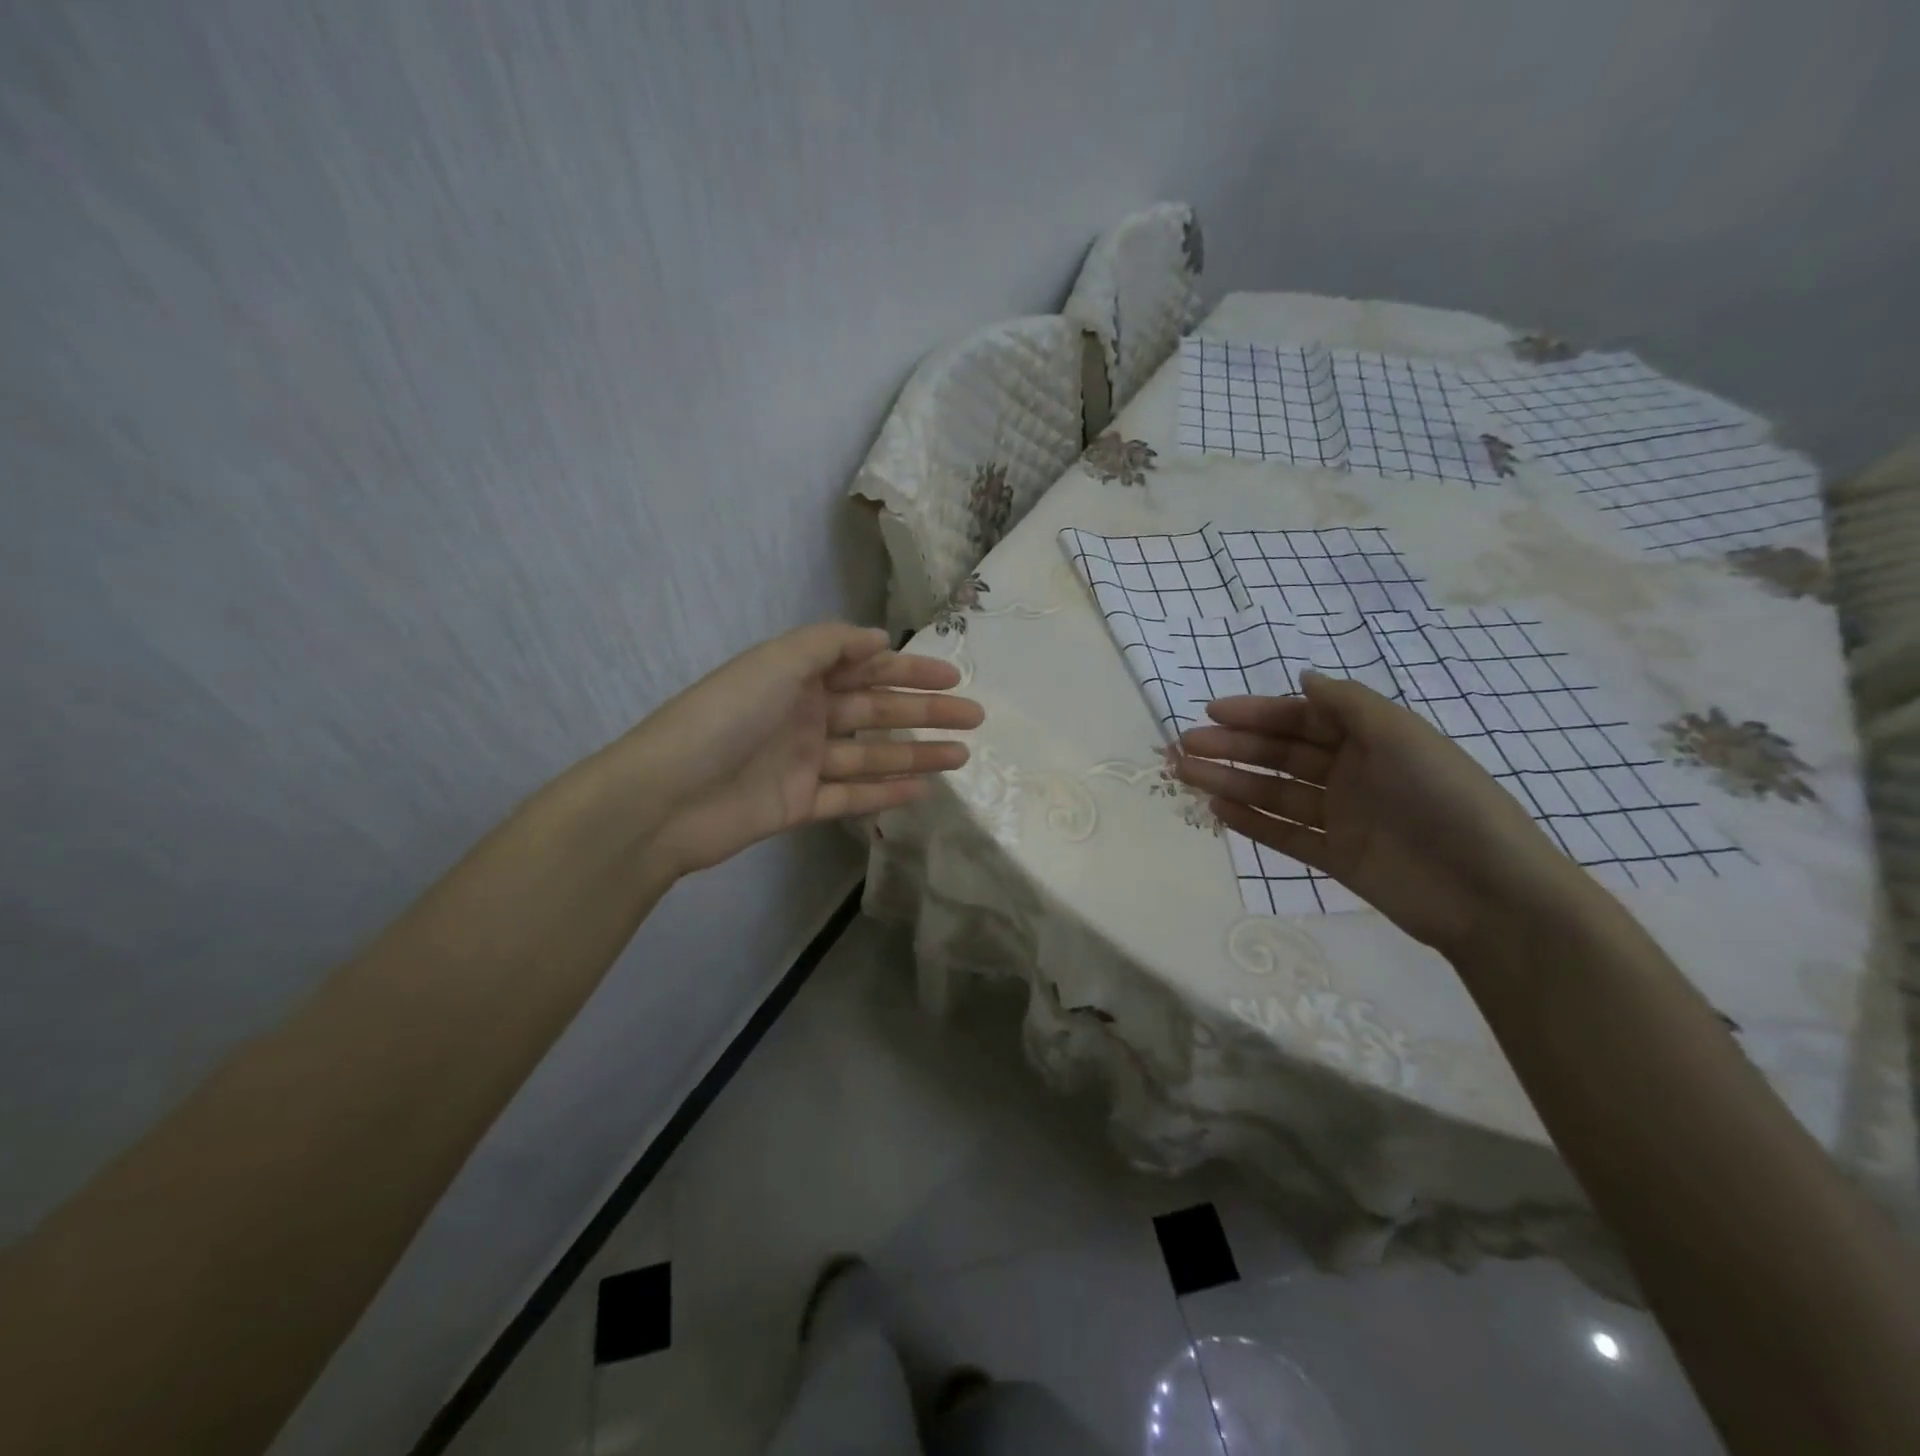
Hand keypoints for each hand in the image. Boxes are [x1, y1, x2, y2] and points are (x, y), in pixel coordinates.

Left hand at [623, 623, 982, 876]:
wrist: (664, 797)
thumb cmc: (724, 718)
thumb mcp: (776, 662)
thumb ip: (829, 645)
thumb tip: (879, 638)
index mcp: (797, 677)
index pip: (865, 668)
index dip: (910, 671)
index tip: (953, 676)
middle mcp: (804, 715)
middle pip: (876, 711)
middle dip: (926, 712)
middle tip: (975, 718)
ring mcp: (802, 763)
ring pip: (871, 756)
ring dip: (916, 754)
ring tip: (962, 755)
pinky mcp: (798, 804)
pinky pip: (850, 796)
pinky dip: (885, 793)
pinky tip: (923, 790)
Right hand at [1174, 671, 1593, 952]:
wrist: (1489, 891)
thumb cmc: (1445, 798)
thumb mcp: (1402, 736)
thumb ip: (1349, 704)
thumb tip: (1303, 677)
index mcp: (1370, 739)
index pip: (1301, 718)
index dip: (1256, 712)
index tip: (1211, 711)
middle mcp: (1351, 772)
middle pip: (1280, 754)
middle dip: (1231, 747)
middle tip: (1183, 746)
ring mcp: (1342, 817)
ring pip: (1274, 793)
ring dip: (1230, 782)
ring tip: (1186, 775)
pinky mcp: (1336, 857)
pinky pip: (1286, 834)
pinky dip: (1252, 823)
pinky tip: (1218, 811)